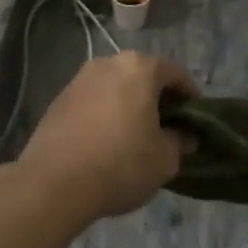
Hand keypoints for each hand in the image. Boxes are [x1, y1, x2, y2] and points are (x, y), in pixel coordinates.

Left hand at [14, 52, 194, 223]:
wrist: (53, 183)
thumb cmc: (120, 165)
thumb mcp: (164, 160)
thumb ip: (179, 142)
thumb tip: (184, 136)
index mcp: (139, 68)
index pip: (175, 73)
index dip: (190, 96)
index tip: (195, 121)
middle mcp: (108, 63)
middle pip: (143, 76)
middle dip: (157, 99)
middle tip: (167, 128)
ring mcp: (79, 80)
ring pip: (116, 88)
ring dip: (129, 105)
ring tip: (136, 137)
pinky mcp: (58, 100)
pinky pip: (93, 101)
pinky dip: (105, 114)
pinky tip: (106, 142)